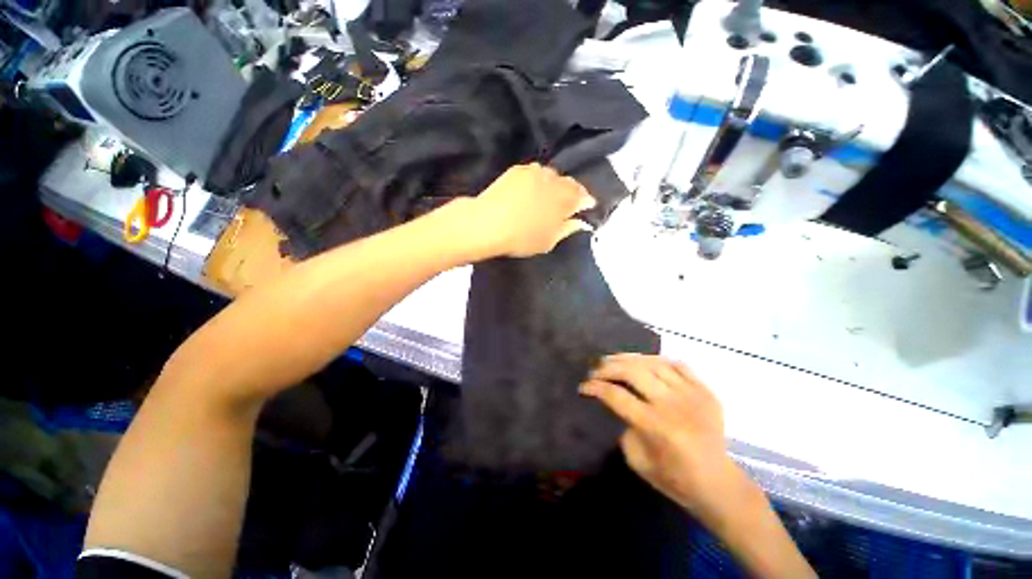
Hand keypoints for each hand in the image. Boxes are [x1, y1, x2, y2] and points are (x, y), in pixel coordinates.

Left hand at [470, 163, 596, 257]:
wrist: (488, 223)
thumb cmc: (522, 238)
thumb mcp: (549, 241)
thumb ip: (567, 229)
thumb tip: (580, 222)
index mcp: (566, 199)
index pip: (584, 196)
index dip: (586, 203)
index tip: (584, 208)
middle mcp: (554, 180)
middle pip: (570, 184)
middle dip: (571, 193)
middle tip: (565, 205)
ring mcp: (535, 172)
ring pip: (552, 176)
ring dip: (554, 185)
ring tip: (546, 197)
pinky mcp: (519, 169)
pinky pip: (535, 173)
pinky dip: (537, 181)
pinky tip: (530, 191)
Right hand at [580, 354, 747, 524]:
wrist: (718, 483)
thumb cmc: (674, 478)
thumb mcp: (637, 460)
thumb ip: (623, 426)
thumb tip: (616, 402)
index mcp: (655, 426)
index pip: (616, 396)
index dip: (595, 388)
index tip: (583, 387)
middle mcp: (673, 404)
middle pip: (632, 371)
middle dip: (607, 367)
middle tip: (596, 370)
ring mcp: (691, 393)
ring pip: (653, 362)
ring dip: (628, 358)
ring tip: (614, 360)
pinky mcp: (705, 390)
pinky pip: (677, 364)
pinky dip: (657, 360)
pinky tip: (645, 363)